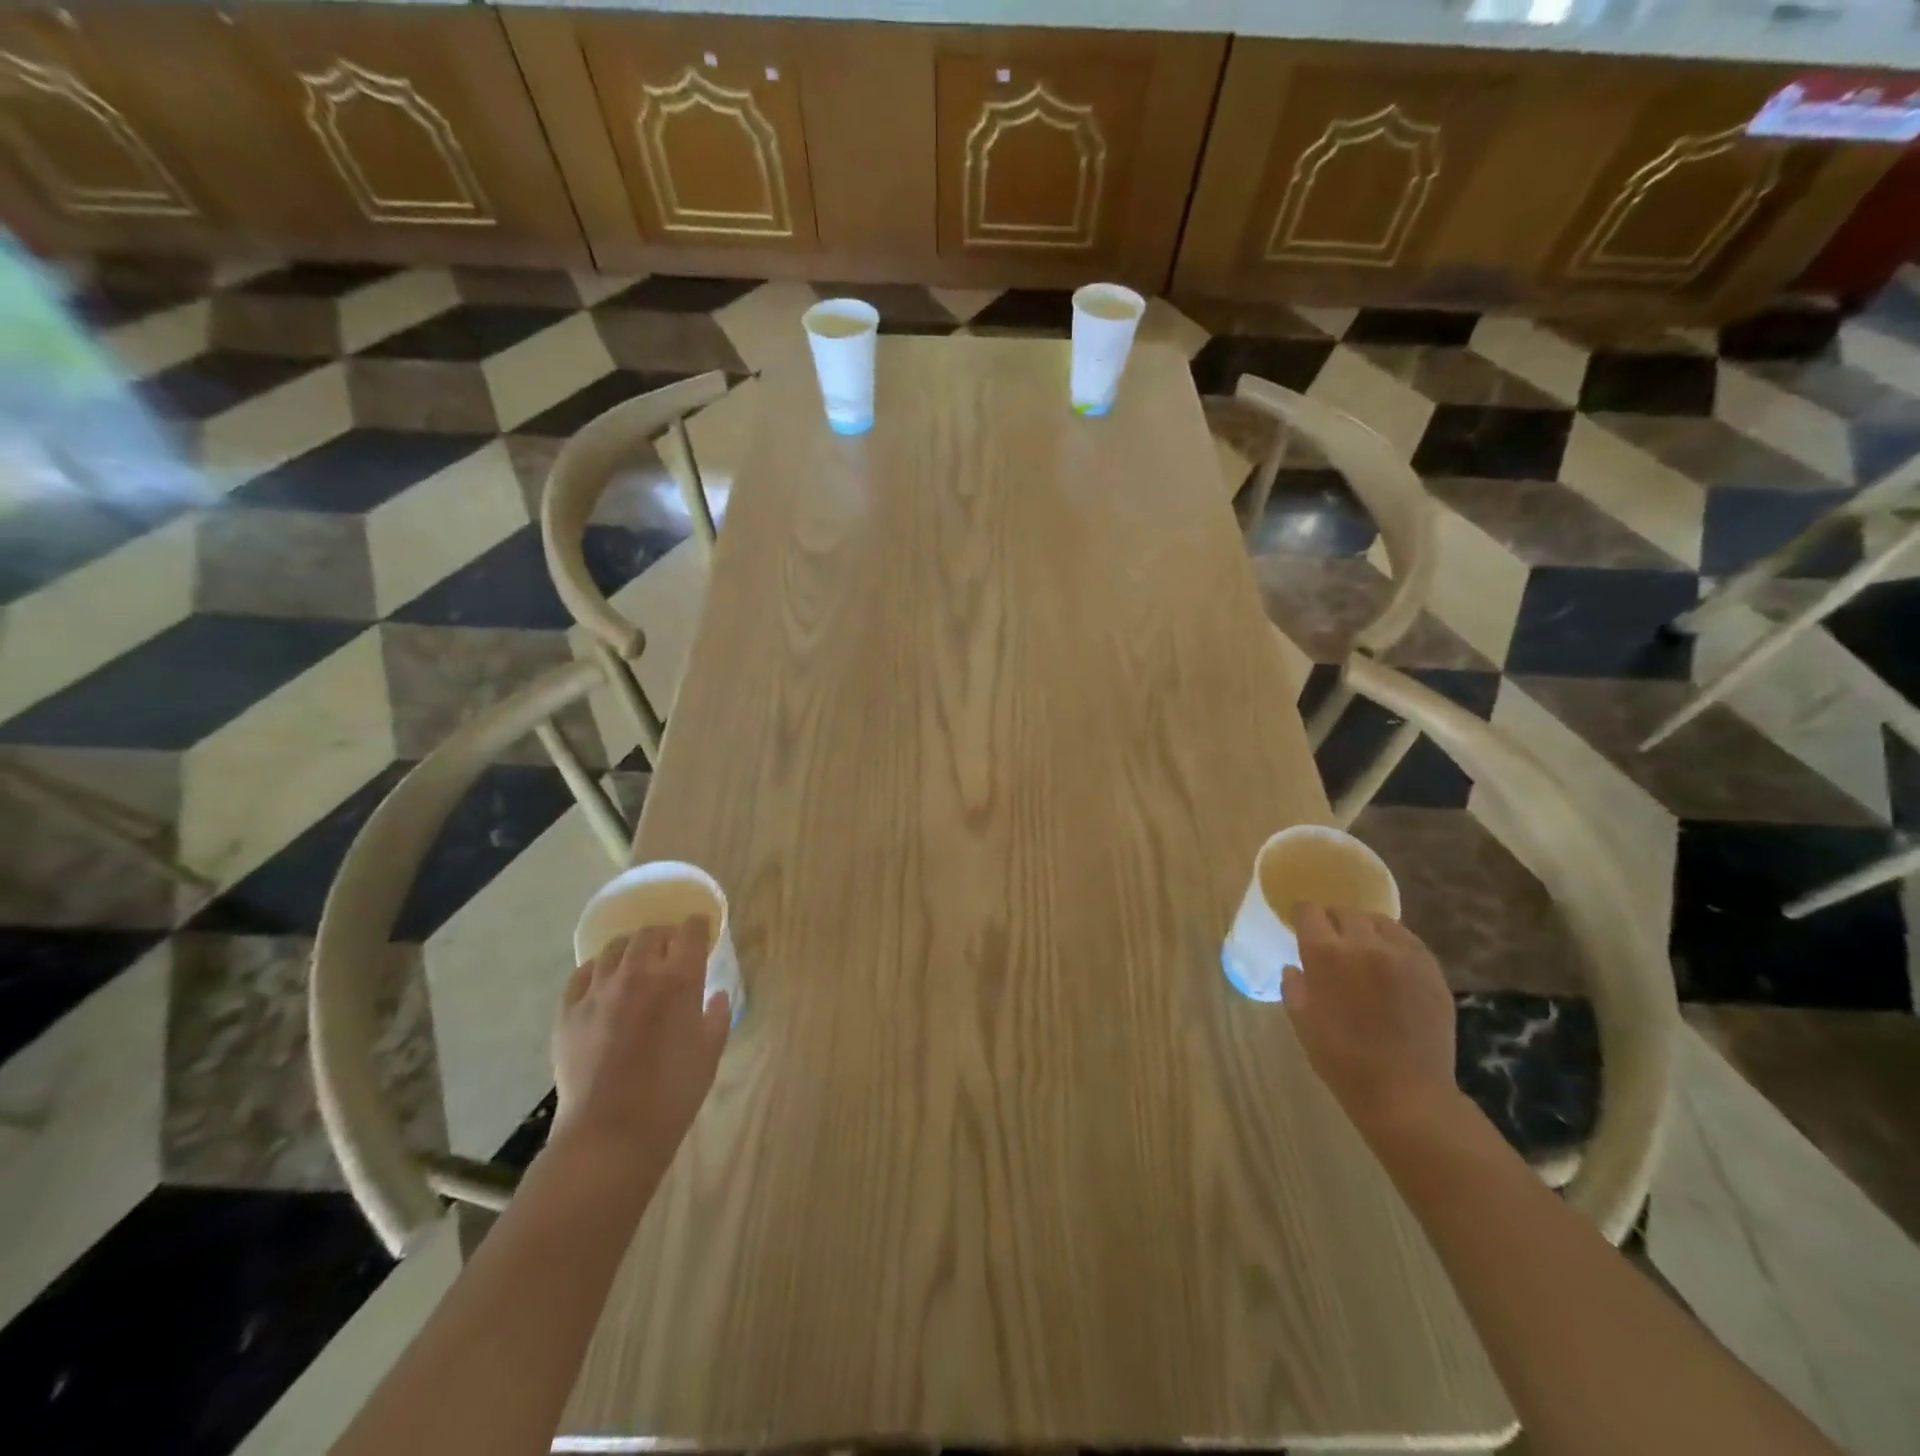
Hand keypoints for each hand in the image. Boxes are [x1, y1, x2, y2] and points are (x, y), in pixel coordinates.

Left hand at [551, 918, 730, 1164]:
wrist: (611, 1133)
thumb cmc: (673, 1093)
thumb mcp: (710, 1052)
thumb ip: (716, 1015)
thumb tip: (715, 995)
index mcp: (678, 980)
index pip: (690, 932)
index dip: (698, 926)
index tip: (702, 929)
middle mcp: (637, 973)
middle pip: (650, 933)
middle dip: (664, 935)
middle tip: (670, 950)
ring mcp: (598, 991)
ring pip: (613, 949)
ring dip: (631, 949)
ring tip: (635, 963)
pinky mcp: (568, 1012)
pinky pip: (581, 976)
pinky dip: (596, 971)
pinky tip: (602, 984)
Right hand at [1281, 904, 1456, 1132]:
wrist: (1406, 1092)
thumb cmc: (1342, 1059)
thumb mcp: (1302, 1021)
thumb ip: (1294, 986)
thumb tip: (1295, 968)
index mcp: (1326, 954)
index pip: (1309, 912)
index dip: (1302, 917)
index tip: (1301, 928)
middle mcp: (1364, 943)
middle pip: (1345, 912)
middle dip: (1334, 922)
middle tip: (1332, 943)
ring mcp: (1403, 954)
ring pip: (1379, 921)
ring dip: (1365, 929)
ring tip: (1364, 949)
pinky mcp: (1431, 969)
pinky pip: (1408, 940)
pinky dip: (1394, 943)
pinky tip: (1391, 963)